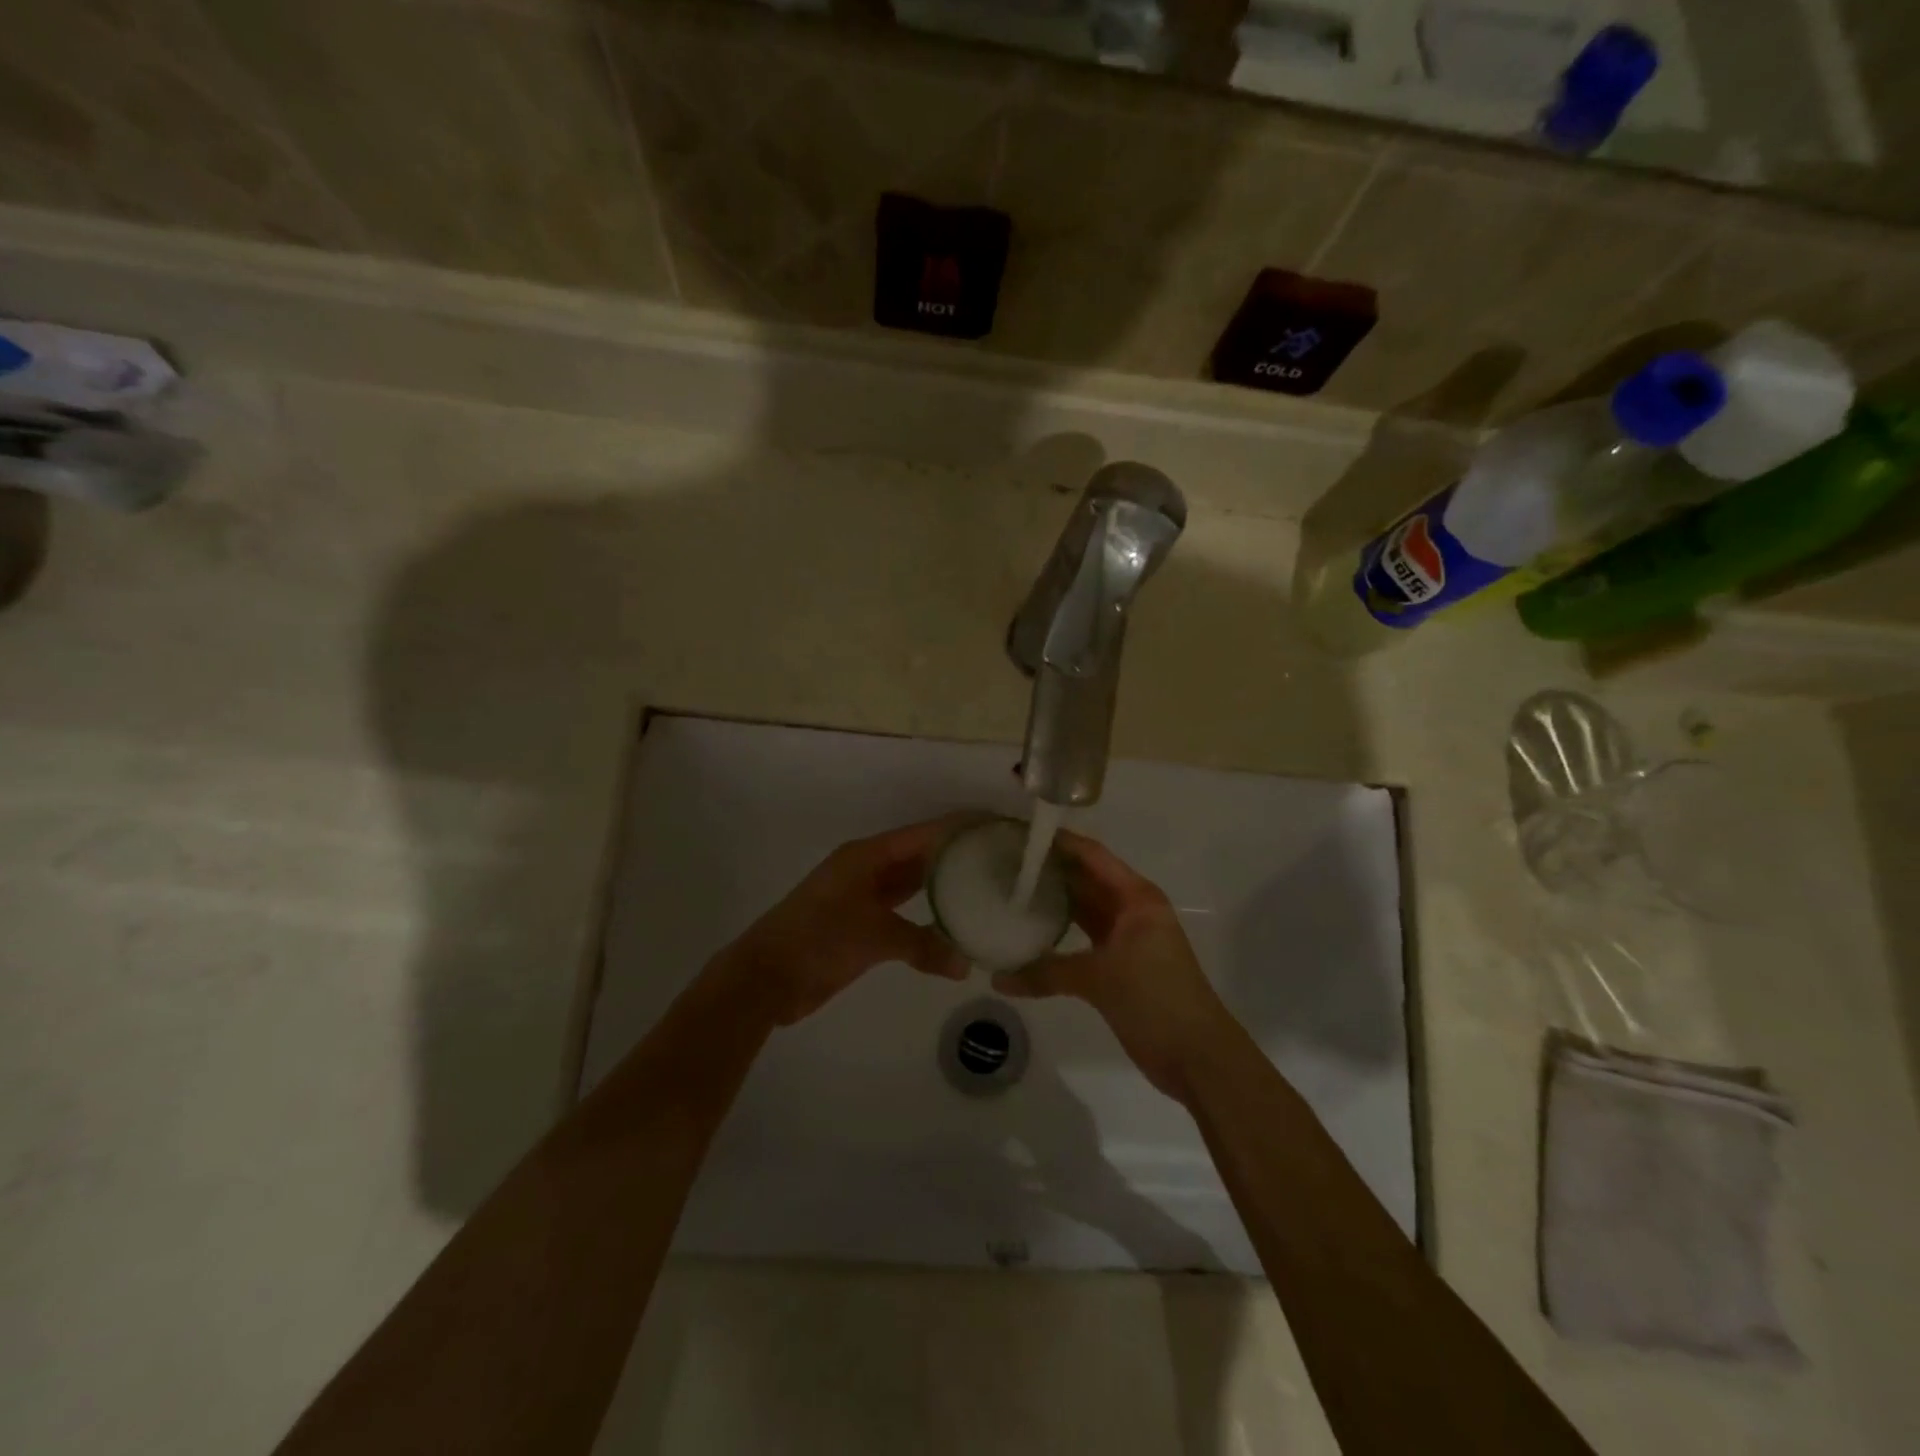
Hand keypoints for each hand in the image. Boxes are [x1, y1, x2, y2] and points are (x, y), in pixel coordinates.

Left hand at [717, 817, 968, 1025]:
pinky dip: (925, 920)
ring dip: (940, 887)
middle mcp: (867, 869)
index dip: (956, 829)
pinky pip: (902, 914)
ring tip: (984, 889)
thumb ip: (923, 946)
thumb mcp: (874, 937)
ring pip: (910, 885)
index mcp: (867, 856)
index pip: (922, 834)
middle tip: (997, 860)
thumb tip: (966, 965)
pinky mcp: (861, 926)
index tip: (993, 827)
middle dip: (953, 857)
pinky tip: (952, 928)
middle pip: (918, 856)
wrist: (767, 978)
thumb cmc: (818, 940)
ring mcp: (863, 898)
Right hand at [993, 830, 1234, 1099]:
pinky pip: (1084, 940)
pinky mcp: (1120, 965)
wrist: (1198, 1057)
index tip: (1019, 834)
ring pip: (1084, 910)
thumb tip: (997, 977)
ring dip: (1053, 903)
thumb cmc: (1156, 1000)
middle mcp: (1131, 910)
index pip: (1091, 856)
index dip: (1059, 842)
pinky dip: (1060, 936)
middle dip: (1050, 871)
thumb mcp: (1099, 979)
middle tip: (1004, 863)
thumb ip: (1046, 973)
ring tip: (1010, 892)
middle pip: (1086, 879)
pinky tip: (1029, 935)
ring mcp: (1126, 938)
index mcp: (1136, 898)